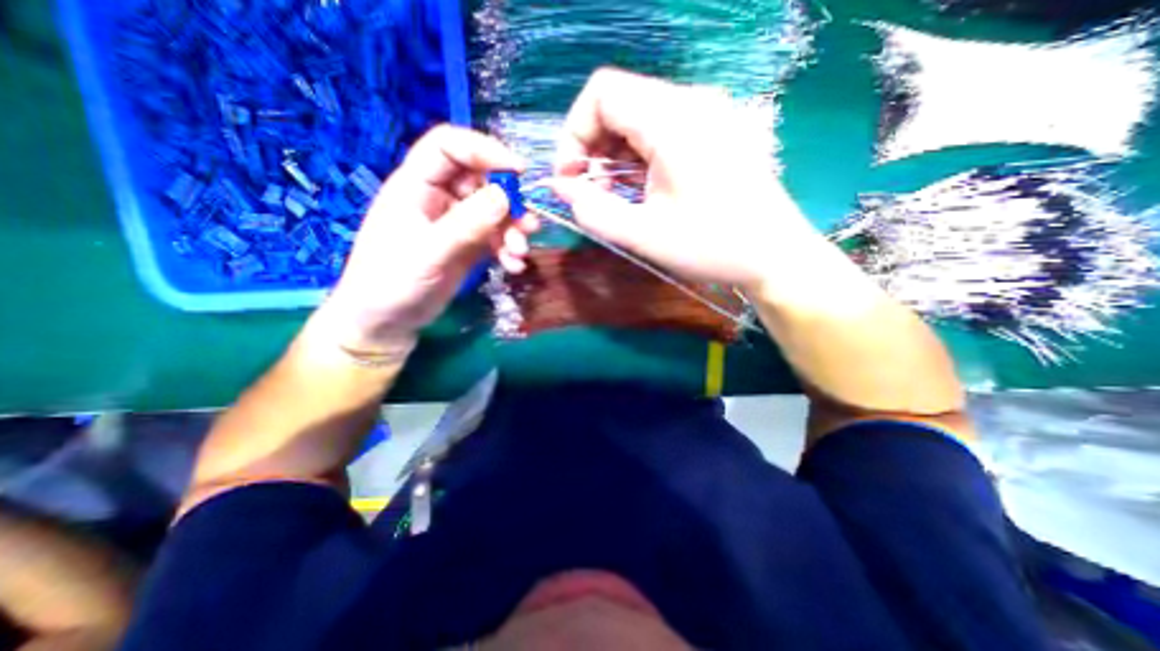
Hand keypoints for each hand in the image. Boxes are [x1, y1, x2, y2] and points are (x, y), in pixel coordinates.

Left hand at [321, 125, 539, 353]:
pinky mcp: (469, 246)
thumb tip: (506, 196)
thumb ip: (466, 224)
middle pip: (482, 180)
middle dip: (509, 202)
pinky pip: (496, 237)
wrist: (387, 322)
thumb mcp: (429, 252)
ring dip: (513, 230)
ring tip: (520, 253)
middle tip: (528, 226)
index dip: (485, 150)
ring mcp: (457, 223)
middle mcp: (439, 198)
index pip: (450, 147)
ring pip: (495, 211)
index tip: (519, 171)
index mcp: (416, 185)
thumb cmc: (392, 283)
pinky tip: (514, 266)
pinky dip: (508, 249)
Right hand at [548, 65, 818, 288]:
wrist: (774, 255)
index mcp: (673, 119)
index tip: (570, 177)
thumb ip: (594, 211)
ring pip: (637, 118)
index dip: (574, 133)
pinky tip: (639, 188)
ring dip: (613, 155)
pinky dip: (637, 157)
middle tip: (589, 193)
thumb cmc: (712, 246)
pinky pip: (659, 131)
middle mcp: (690, 103)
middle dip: (592, 147)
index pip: (602, 93)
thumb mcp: (644, 235)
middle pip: (618, 103)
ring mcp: (706, 115)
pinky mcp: (713, 132)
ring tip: (613, 195)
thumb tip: (563, 189)